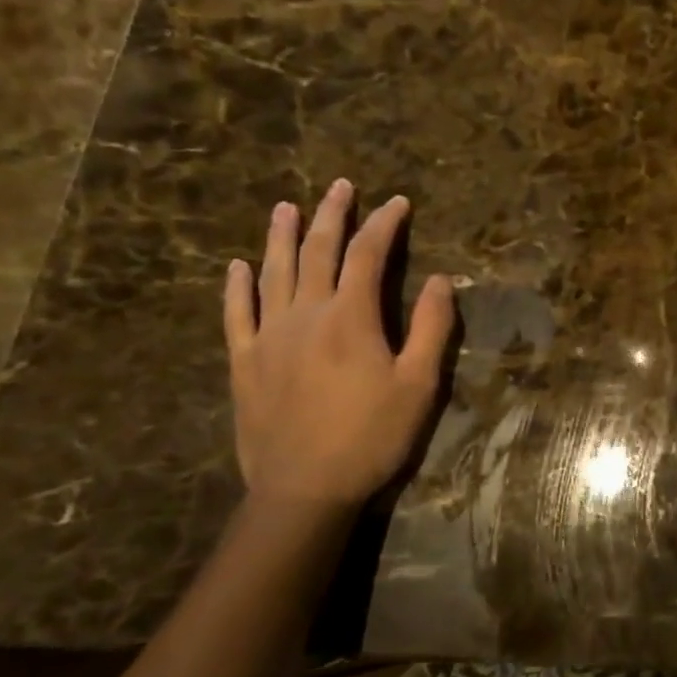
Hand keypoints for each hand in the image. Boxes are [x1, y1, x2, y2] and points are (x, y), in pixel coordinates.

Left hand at [224, 180, 454, 510]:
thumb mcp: (419, 385)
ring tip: (286, 207)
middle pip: (318, 251)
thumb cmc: (372, 437)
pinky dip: (237, 286)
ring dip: (281, 236)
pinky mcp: (244, 362)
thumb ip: (430, 327)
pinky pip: (237, 314)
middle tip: (341, 186)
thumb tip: (440, 279)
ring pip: (274, 272)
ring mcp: (269, 336)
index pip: (367, 254)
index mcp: (350, 317)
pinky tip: (237, 266)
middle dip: (332, 215)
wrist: (305, 490)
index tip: (398, 203)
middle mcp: (306, 314)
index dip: (384, 224)